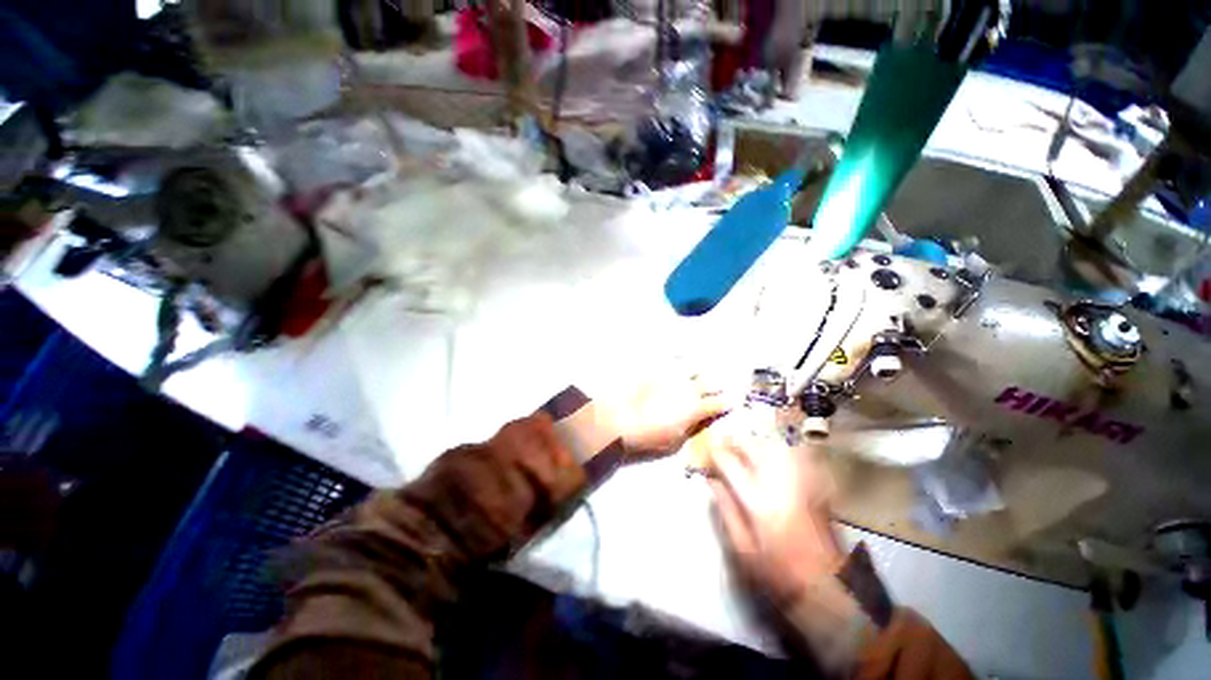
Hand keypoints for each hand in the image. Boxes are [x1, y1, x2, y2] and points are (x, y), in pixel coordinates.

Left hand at [604, 370, 739, 458]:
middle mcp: (689, 389)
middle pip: (710, 381)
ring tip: (700, 371)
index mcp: (696, 408)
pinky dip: (680, 360)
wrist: (622, 419)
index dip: (727, 403)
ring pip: (693, 368)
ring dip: (699, 371)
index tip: (730, 403)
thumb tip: (700, 420)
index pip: (719, 403)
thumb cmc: (650, 436)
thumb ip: (692, 427)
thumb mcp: (676, 440)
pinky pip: (672, 361)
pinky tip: (680, 359)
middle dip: (716, 385)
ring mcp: (672, 377)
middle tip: (717, 386)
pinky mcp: (658, 371)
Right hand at [708, 424, 844, 604]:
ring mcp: (801, 482)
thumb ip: (726, 510)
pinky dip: (776, 451)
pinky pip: (792, 457)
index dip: (716, 454)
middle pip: (755, 448)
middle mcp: (781, 485)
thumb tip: (712, 481)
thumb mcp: (743, 548)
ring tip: (743, 450)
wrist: (827, 586)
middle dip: (735, 442)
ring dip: (755, 444)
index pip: (732, 464)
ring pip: (774, 447)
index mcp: (759, 501)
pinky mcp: (814, 486)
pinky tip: (768, 458)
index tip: (707, 453)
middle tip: (723, 446)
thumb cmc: (778, 572)